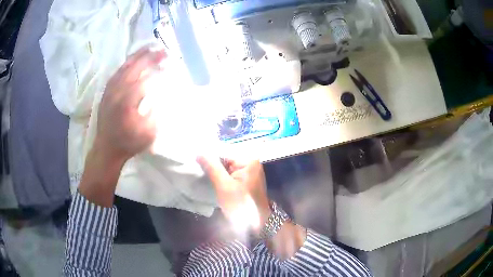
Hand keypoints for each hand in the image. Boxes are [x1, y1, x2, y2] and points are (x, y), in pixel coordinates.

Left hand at [95, 46, 165, 163]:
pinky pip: (118, 71)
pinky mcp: (107, 91)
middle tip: (164, 50)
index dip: (158, 70)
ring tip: (151, 46)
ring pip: (125, 67)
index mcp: (127, 103)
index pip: (145, 79)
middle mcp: (117, 92)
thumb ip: (157, 113)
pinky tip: (134, 58)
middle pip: (135, 68)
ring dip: (139, 55)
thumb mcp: (148, 134)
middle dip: (151, 57)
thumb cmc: (128, 143)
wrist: (106, 148)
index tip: (170, 64)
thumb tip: (164, 94)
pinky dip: (127, 62)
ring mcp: (110, 90)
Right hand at [197, 156, 270, 232]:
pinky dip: (222, 177)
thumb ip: (212, 167)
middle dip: (212, 165)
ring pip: (227, 167)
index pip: (223, 152)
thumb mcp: (224, 185)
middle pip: (226, 159)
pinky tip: (213, 181)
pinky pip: (231, 174)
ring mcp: (250, 171)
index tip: (195, 160)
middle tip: (197, 168)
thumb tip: (199, 152)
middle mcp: (251, 162)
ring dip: (216, 172)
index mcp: (248, 160)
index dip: (209, 157)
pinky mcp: (247, 180)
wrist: (256, 223)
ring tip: (202, 174)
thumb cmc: (241, 204)